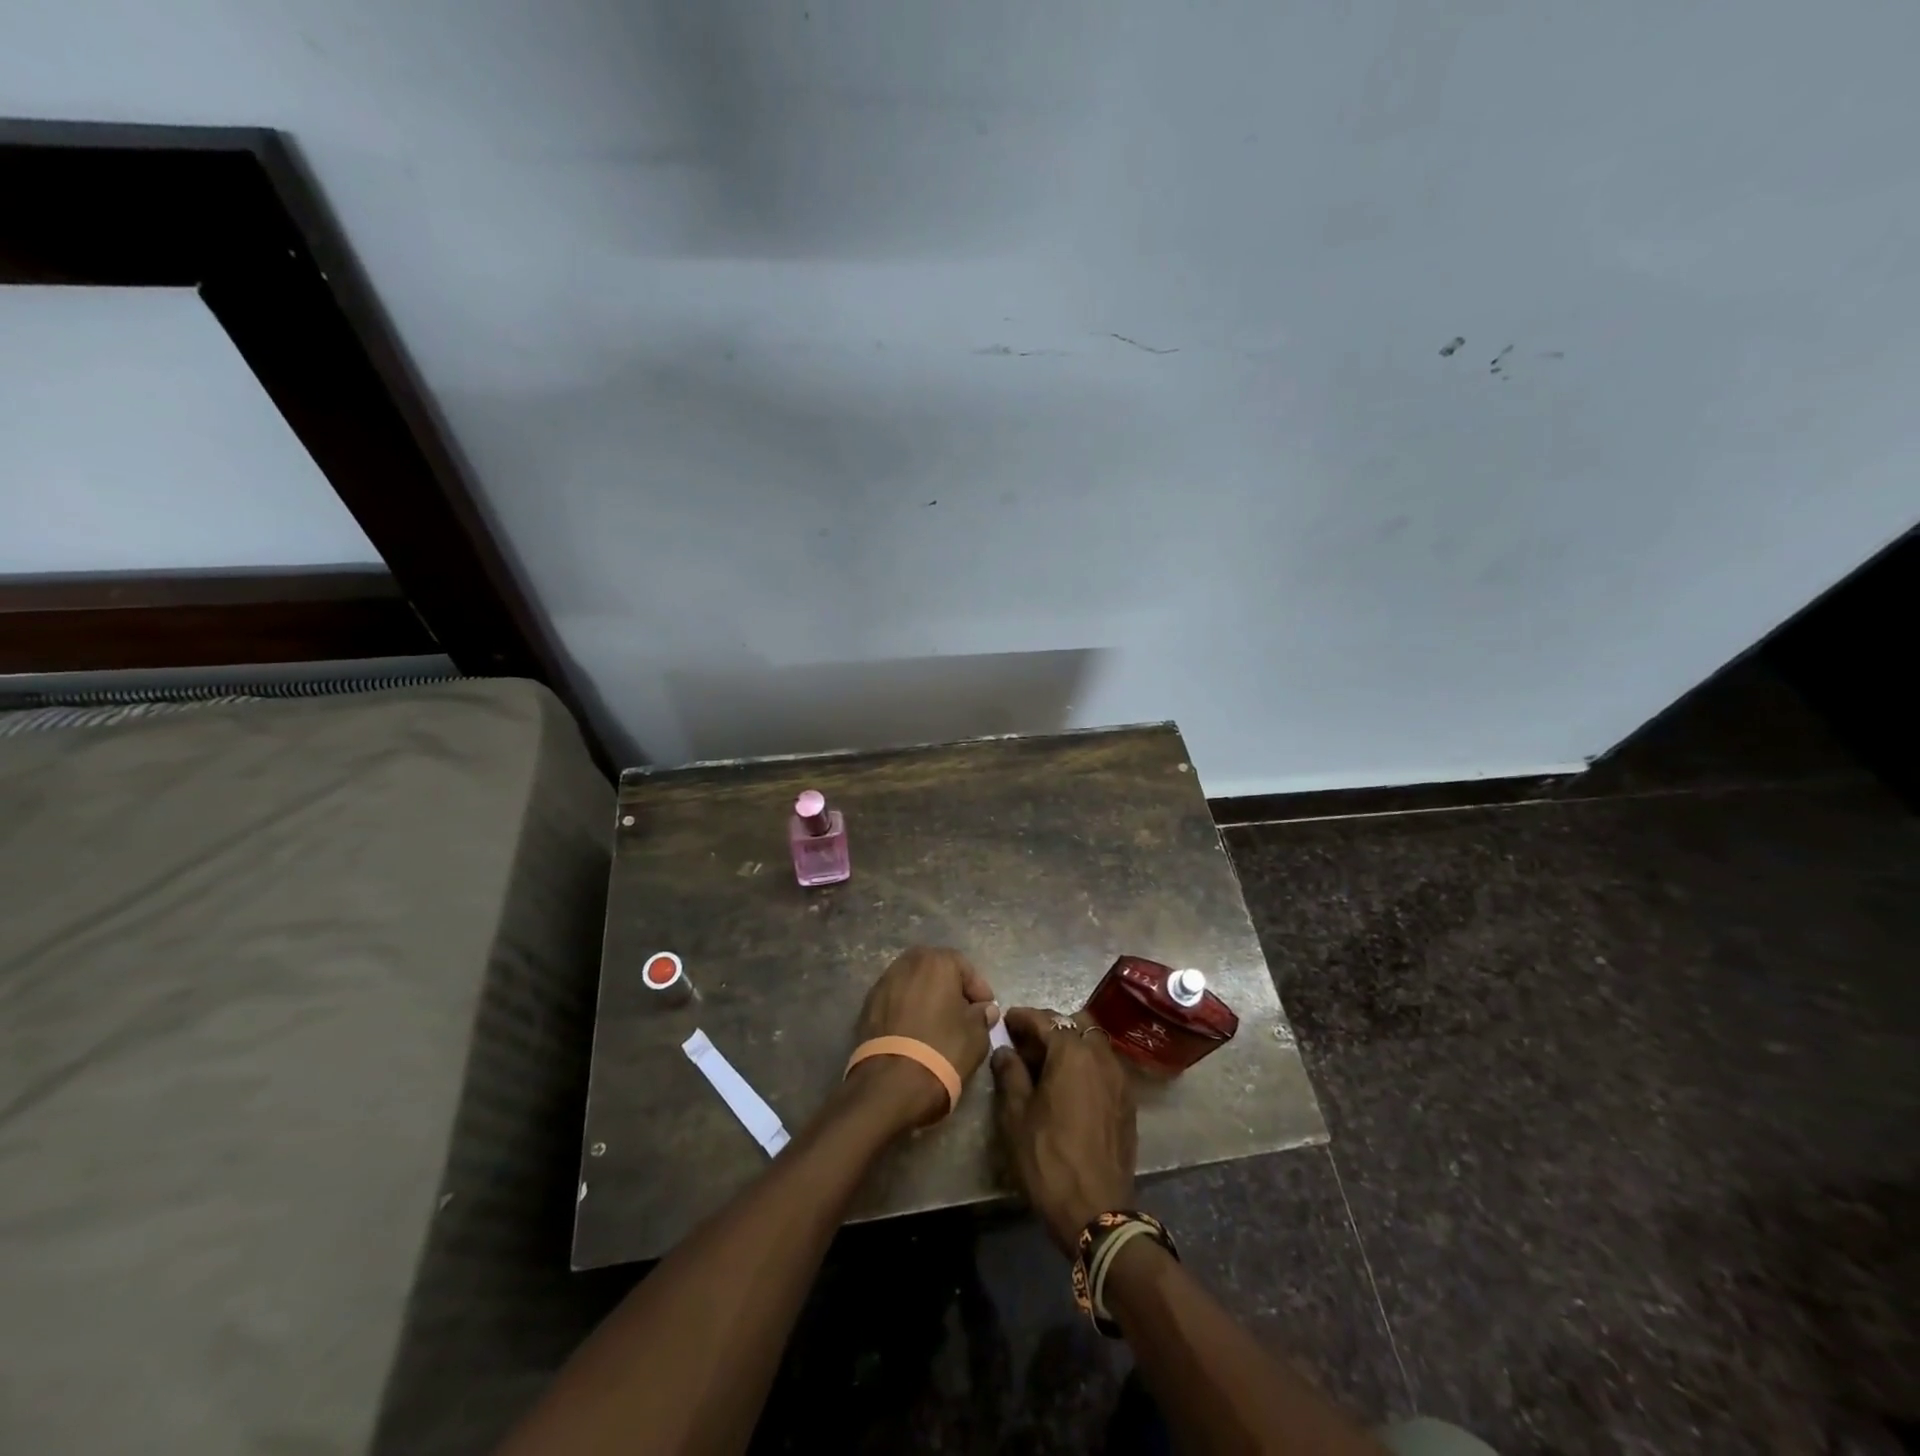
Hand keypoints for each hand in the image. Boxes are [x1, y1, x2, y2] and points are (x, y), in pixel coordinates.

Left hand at [846, 946, 998, 1129]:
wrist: (891, 1083)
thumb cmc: (943, 1050)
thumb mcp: (976, 1035)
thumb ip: (982, 1015)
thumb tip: (983, 1009)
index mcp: (936, 961)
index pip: (964, 967)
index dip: (978, 990)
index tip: (986, 1010)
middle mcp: (907, 963)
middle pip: (935, 970)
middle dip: (950, 988)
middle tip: (962, 1013)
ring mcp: (882, 984)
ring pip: (912, 984)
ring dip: (926, 998)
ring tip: (937, 1024)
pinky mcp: (867, 1006)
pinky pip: (895, 1002)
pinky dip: (906, 1011)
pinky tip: (914, 1033)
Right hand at [991, 1007, 1137, 1254]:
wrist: (1096, 1211)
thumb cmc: (1048, 1159)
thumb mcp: (1016, 1116)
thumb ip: (1010, 1074)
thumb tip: (1005, 1050)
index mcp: (1072, 1053)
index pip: (1045, 1020)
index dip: (1022, 1017)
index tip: (1006, 1020)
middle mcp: (1101, 1056)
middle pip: (1076, 1023)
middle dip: (1051, 1026)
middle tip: (1026, 1042)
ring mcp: (1120, 1078)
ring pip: (1094, 1042)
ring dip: (1071, 1043)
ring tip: (1047, 1062)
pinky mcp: (1128, 1100)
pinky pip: (1105, 1065)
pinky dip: (1086, 1063)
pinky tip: (1069, 1084)